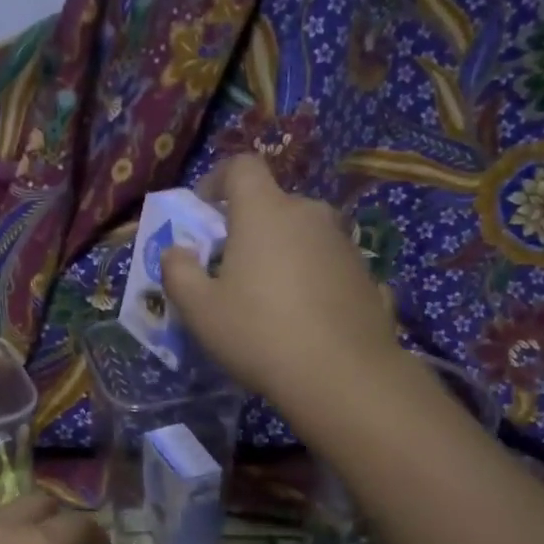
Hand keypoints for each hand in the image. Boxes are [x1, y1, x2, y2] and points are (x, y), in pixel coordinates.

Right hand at [163, 156, 401, 418]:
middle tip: (232, 267)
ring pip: (304, 234)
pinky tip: (305, 318)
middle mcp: (309, 214)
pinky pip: (328, 265)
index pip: (241, 166)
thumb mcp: (199, 310)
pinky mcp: (367, 274)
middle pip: (273, 204)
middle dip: (249, 226)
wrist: (343, 377)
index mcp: (265, 212)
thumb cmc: (259, 334)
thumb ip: (177, 271)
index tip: (204, 211)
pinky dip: (312, 278)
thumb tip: (176, 251)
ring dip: (283, 252)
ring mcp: (344, 243)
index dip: (217, 180)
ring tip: (271, 297)